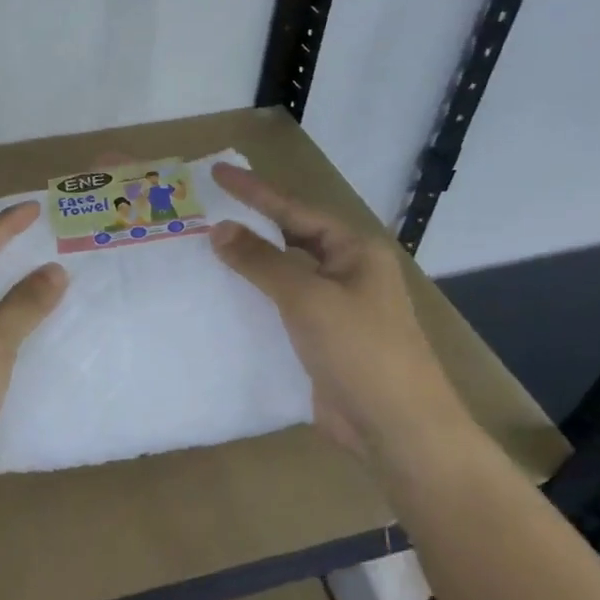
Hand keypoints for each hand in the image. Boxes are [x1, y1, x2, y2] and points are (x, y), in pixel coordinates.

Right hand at [209, 163, 464, 456]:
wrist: (396, 427)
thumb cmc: (360, 351)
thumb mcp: (308, 298)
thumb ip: (261, 261)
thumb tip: (220, 229)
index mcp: (354, 252)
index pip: (295, 210)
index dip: (254, 191)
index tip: (217, 171)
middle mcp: (346, 273)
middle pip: (290, 239)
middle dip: (250, 224)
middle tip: (206, 209)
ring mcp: (334, 309)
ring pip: (283, 276)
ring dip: (248, 265)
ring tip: (204, 249)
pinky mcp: (320, 341)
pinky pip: (279, 310)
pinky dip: (252, 301)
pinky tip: (221, 299)